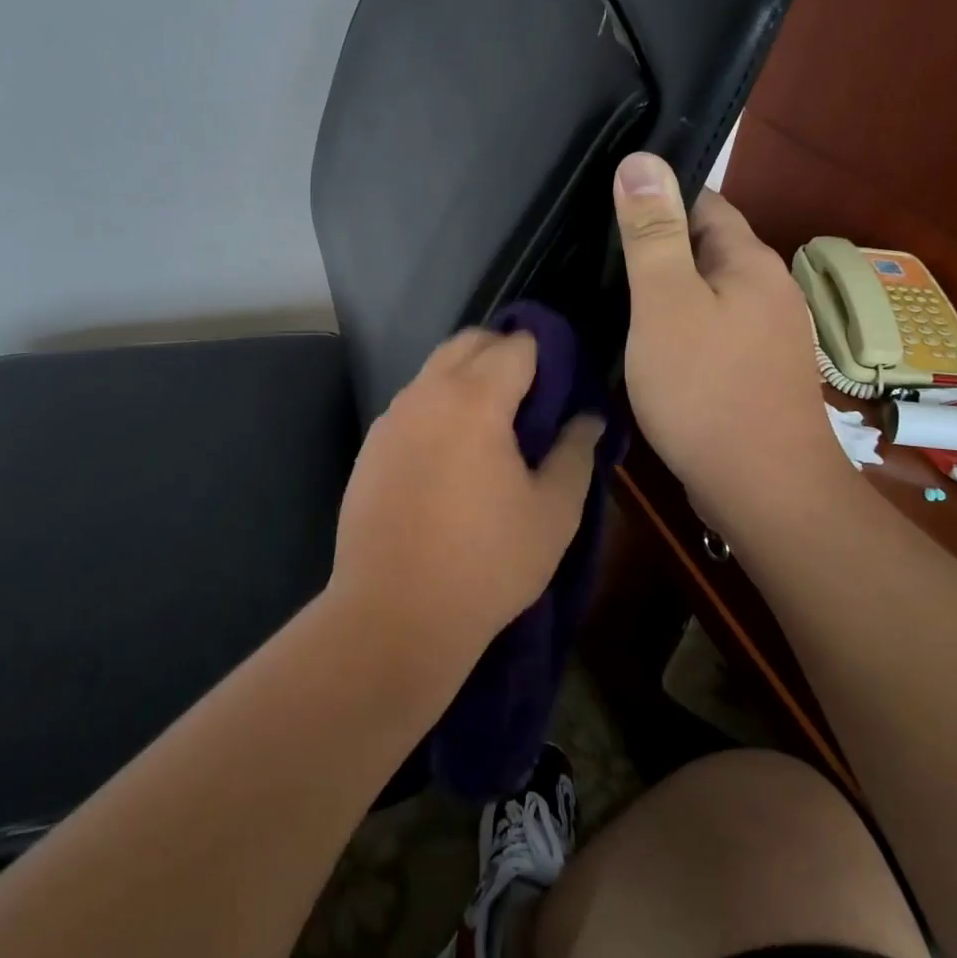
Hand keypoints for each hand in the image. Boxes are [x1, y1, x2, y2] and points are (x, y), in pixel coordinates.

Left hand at [328, 329, 602, 676]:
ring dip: (466, 377)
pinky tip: (449, 455)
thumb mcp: (553, 513)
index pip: (516, 346)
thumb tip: (587, 418)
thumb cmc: (486, 563)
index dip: (545, 356)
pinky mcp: (369, 447)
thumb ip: (575, 453)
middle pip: (469, 343)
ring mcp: (391, 419)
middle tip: (532, 398)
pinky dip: (437, 406)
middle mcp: (426, 394)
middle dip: (503, 353)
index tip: (562, 385)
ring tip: (492, 427)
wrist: (394, 614)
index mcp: (475, 399)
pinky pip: (411, 405)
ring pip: (434, 371)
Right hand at [611, 152, 853, 525]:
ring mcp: (765, 335)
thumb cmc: (706, 389)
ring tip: (608, 297)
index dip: (655, 198)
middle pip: (704, 248)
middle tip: (593, 255)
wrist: (762, 489)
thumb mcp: (665, 303)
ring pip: (704, 293)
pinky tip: (644, 344)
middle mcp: (766, 290)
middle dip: (655, 246)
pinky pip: (708, 330)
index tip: (604, 206)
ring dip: (663, 291)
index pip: (702, 202)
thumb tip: (640, 159)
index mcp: (750, 261)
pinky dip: (676, 327)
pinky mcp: (753, 372)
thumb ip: (652, 233)